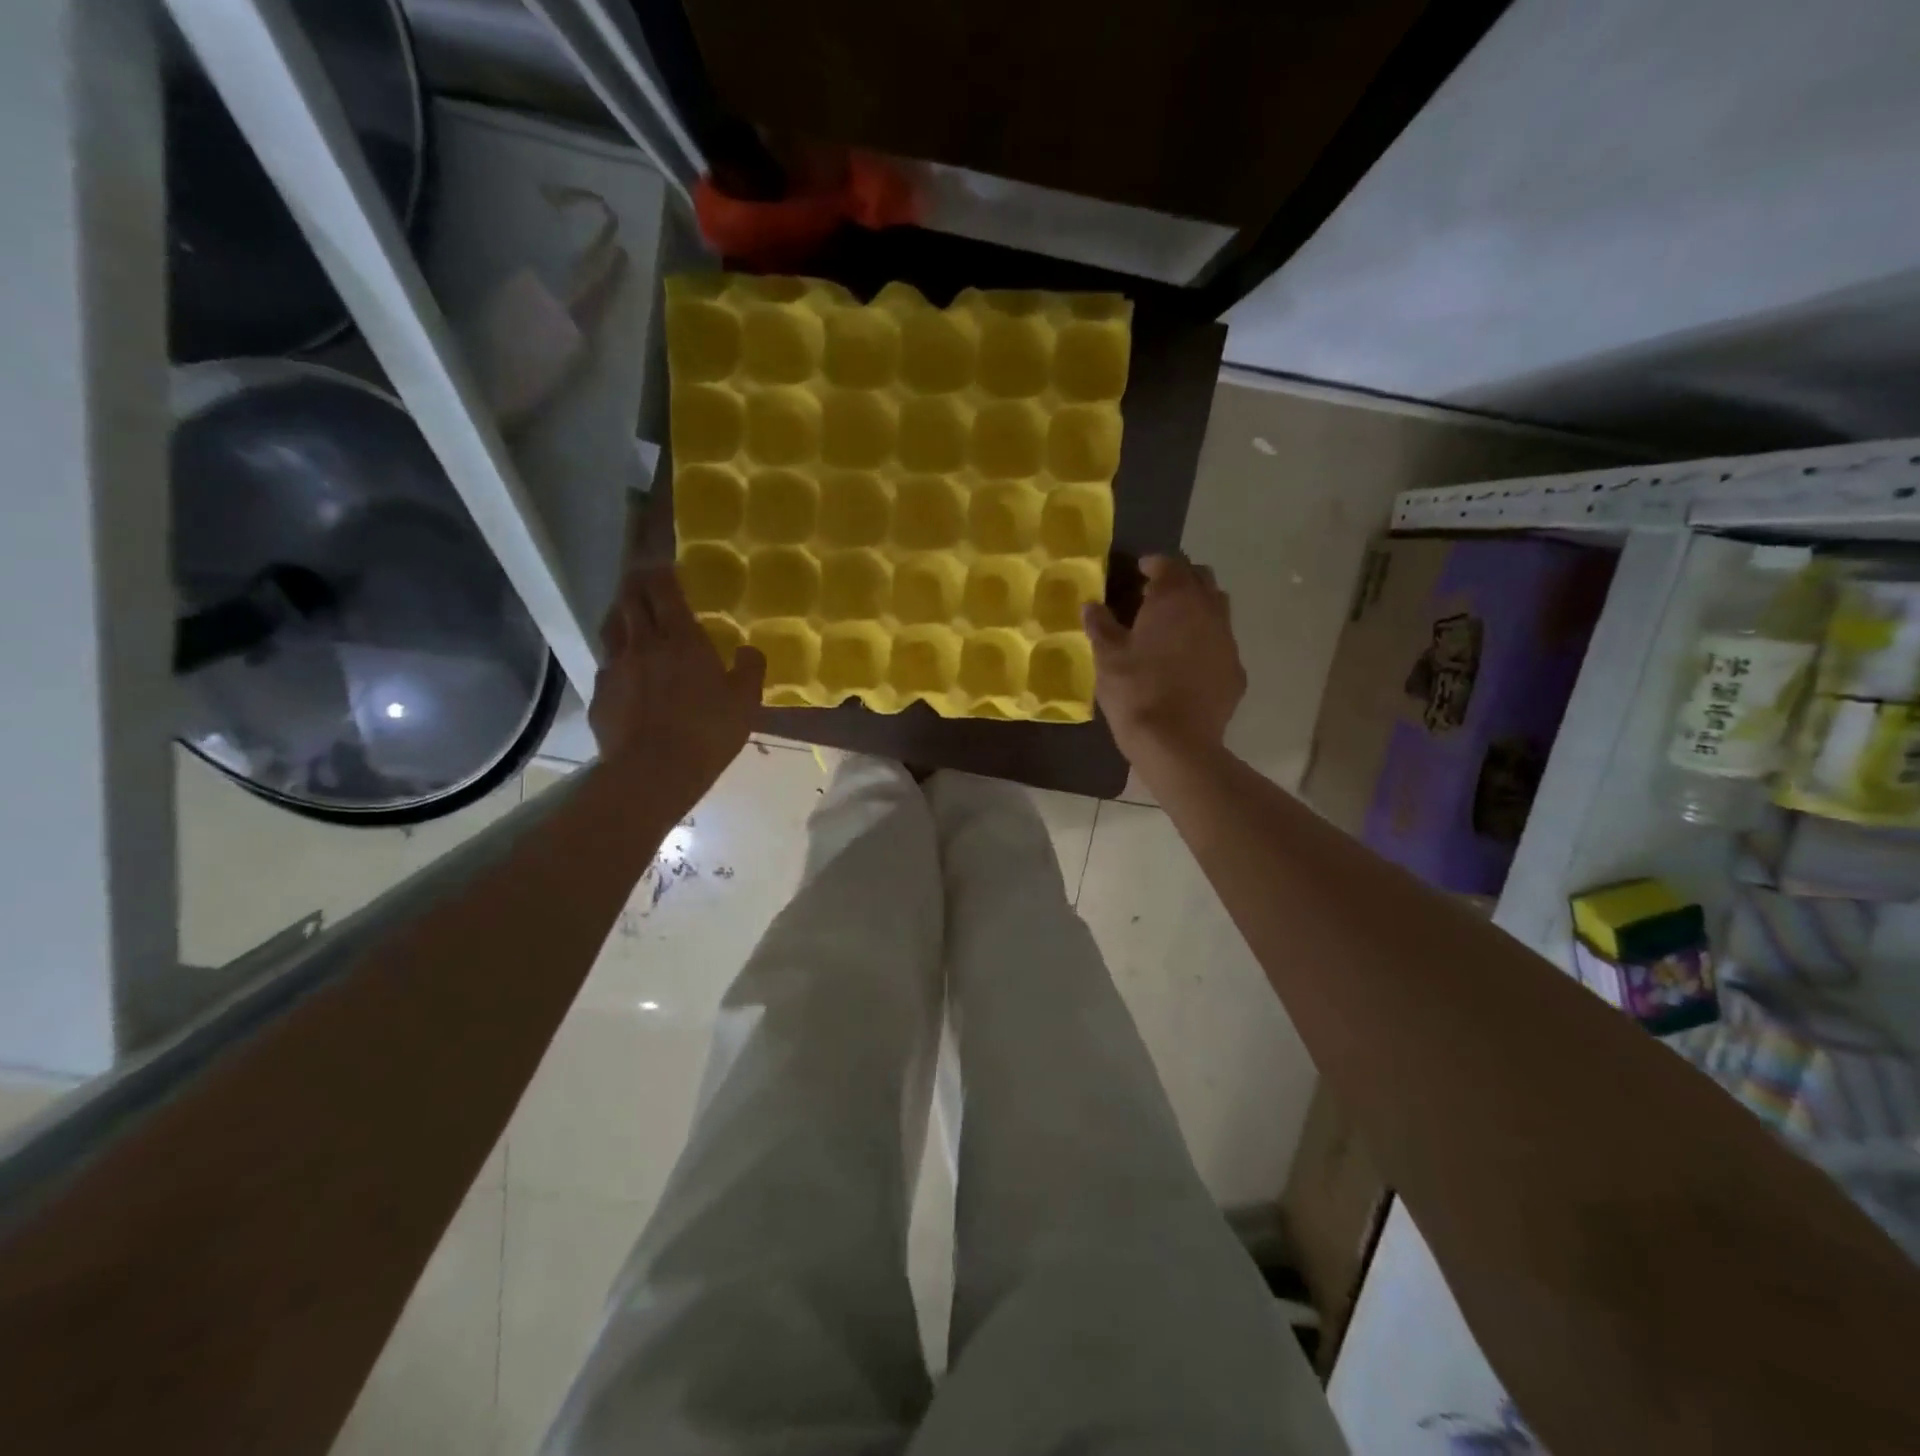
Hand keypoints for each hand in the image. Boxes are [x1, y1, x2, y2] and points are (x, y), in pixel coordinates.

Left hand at [588, 566, 764, 806]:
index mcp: (681, 638)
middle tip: (642, 580)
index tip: (663, 565)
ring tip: (627, 614)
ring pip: (611, 628)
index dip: (661, 573)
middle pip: (630, 600)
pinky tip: (622, 668)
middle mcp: (642, 644)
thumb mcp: (745, 701)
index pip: (663, 590)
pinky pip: (606, 665)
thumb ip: (750, 669)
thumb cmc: (707, 732)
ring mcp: (615, 668)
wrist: (653, 772)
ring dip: (620, 614)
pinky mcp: (600, 695)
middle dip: (636, 585)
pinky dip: (615, 657)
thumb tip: (750, 650)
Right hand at [1085, 554, 1244, 768]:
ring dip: (1197, 610)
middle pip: (1201, 579)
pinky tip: (1187, 665)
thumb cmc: (1135, 691)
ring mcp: (1228, 641)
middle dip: (1180, 581)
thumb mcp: (1106, 657)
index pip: (1169, 564)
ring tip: (1173, 629)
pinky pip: (1221, 645)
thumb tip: (1091, 605)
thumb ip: (1100, 625)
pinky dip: (1205, 644)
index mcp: (1175, 599)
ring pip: (1217, 610)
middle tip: (1156, 597)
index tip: (1138, 572)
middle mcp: (1209, 610)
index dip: (1152, 564)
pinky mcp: (1236, 671)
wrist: (1176, 743)